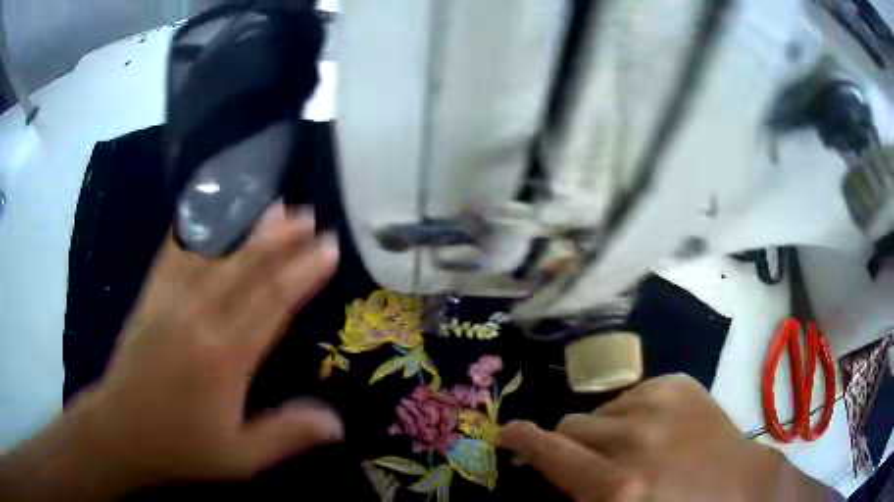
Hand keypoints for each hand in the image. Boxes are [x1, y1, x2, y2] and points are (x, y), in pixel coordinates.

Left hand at [1, 205, 342, 499]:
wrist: (120, 431)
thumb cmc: (181, 447)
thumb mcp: (240, 457)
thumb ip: (287, 435)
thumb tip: (338, 423)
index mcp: (224, 356)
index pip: (272, 301)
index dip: (302, 272)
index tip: (328, 247)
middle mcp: (198, 317)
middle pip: (245, 266)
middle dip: (281, 238)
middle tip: (310, 217)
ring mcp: (169, 300)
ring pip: (214, 251)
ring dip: (246, 224)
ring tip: (273, 204)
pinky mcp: (150, 295)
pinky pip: (174, 251)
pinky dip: (196, 226)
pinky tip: (210, 209)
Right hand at [500, 374, 840, 501]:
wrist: (741, 488)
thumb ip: (580, 493)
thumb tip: (547, 470)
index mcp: (617, 486)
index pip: (549, 451)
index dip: (522, 440)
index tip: (509, 433)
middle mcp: (634, 439)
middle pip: (571, 426)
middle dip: (569, 444)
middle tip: (587, 460)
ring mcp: (659, 402)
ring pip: (601, 410)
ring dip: (604, 431)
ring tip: (631, 448)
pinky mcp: (679, 383)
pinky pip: (632, 394)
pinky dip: (632, 413)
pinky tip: (655, 430)